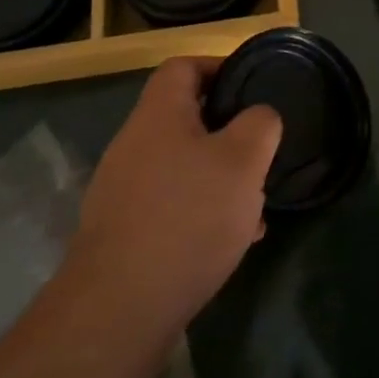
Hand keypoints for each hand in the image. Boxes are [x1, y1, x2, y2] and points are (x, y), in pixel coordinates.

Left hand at [63, 57, 281, 348]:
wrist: (118, 311)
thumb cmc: (188, 216)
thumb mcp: (244, 159)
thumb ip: (260, 124)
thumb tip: (259, 117)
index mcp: (158, 114)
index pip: (184, 66)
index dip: (218, 66)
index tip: (250, 85)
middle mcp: (133, 144)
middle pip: (184, 119)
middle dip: (227, 133)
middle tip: (258, 151)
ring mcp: (121, 191)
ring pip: (181, 167)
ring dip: (217, 178)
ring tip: (252, 205)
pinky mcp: (121, 234)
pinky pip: (169, 206)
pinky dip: (199, 213)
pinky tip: (228, 243)